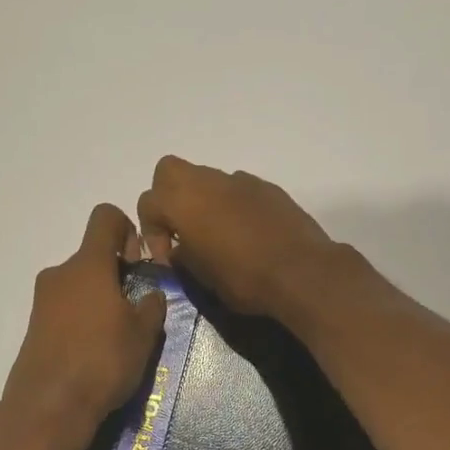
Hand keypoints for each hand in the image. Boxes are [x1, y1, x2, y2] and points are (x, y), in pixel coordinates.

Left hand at [0, 205, 167, 445]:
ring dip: (101, 300)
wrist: (48, 407)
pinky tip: (97, 353)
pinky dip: (83, 320)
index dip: (128, 229)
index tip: (139, 263)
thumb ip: (152, 305)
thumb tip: (151, 295)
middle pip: (93, 256)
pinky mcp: (34, 327)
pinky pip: (66, 310)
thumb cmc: (103, 360)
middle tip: (136, 310)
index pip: (105, 217)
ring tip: (119, 337)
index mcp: (88, 264)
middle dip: (118, 275)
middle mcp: (60, 274)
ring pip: (79, 285)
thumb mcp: (143, 333)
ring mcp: (42, 301)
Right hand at [136, 156, 339, 318]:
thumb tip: (180, 249)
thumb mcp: (202, 277)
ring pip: (207, 179)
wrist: (302, 271)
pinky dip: (232, 205)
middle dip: (167, 197)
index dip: (151, 232)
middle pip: (170, 172)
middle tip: (181, 229)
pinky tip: (246, 233)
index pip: (147, 202)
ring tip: (216, 235)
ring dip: (203, 201)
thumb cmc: (244, 277)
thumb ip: (183, 256)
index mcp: (183, 201)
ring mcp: (240, 181)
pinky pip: (238, 189)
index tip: (168, 258)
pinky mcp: (268, 188)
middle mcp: (208, 182)